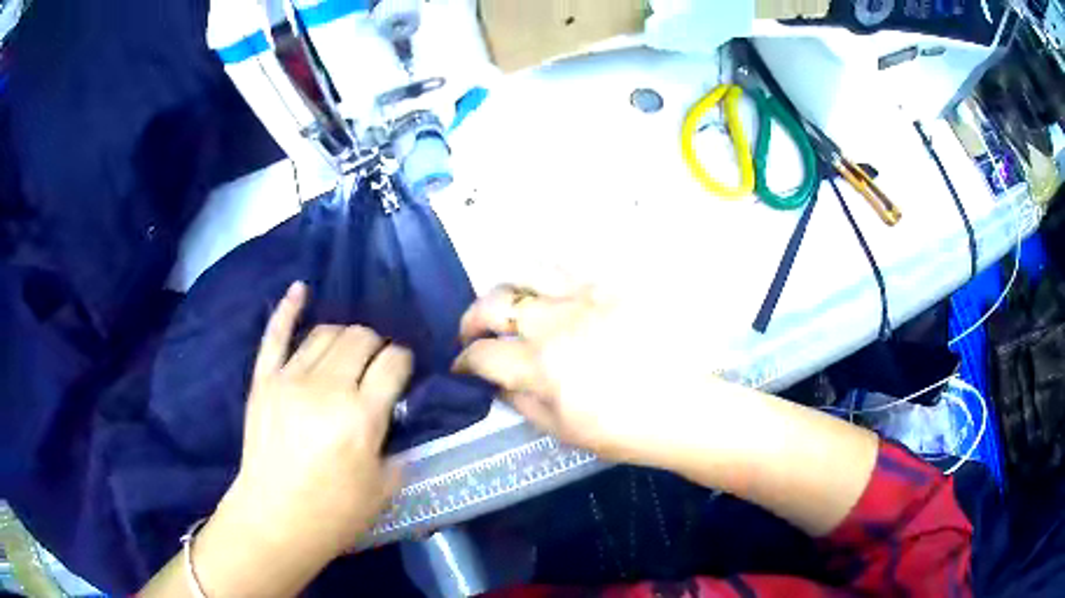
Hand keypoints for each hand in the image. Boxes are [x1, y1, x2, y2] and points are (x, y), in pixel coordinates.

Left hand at [215, 281, 411, 561]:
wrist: (275, 519)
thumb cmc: (335, 512)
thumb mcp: (384, 487)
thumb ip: (398, 444)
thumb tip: (397, 414)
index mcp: (362, 417)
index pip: (394, 363)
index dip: (404, 362)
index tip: (403, 373)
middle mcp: (327, 388)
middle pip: (361, 337)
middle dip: (378, 346)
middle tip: (377, 366)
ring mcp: (290, 379)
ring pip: (326, 332)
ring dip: (345, 336)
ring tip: (348, 353)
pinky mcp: (264, 380)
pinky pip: (275, 334)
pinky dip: (288, 308)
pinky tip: (301, 289)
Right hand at [453, 284, 704, 463]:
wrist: (680, 408)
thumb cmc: (620, 430)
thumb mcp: (561, 430)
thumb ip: (521, 402)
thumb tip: (497, 383)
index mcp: (540, 365)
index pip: (482, 354)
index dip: (463, 361)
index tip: (462, 366)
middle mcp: (555, 322)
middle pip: (494, 303)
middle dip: (471, 318)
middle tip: (473, 332)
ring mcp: (585, 298)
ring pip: (528, 273)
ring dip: (509, 290)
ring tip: (512, 305)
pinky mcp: (612, 288)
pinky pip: (570, 269)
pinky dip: (549, 280)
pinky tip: (553, 295)